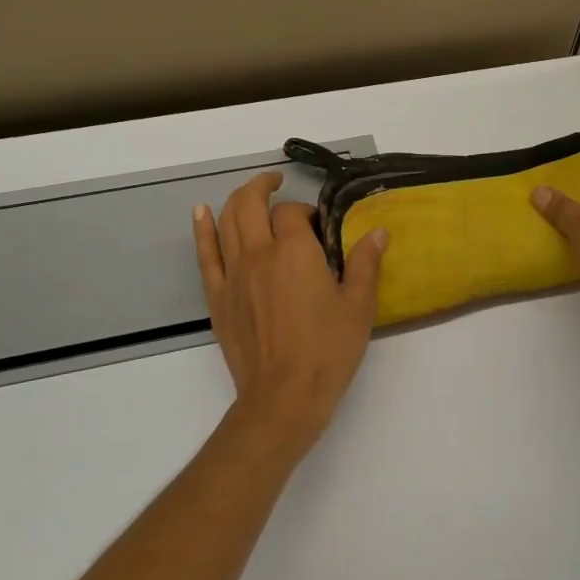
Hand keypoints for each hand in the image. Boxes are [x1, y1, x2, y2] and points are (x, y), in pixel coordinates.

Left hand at [193, 172, 386, 460]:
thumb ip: (366, 263)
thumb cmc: (328, 351)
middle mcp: (259, 254)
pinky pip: (205, 254)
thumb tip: (378, 231)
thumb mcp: (359, 306)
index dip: (306, 212)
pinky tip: (201, 212)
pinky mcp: (217, 296)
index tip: (318, 227)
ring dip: (237, 200)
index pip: (293, 213)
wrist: (284, 396)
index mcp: (296, 252)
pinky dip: (202, 229)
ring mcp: (233, 274)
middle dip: (263, 187)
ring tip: (251, 193)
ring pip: (227, 221)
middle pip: (251, 204)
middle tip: (276, 183)